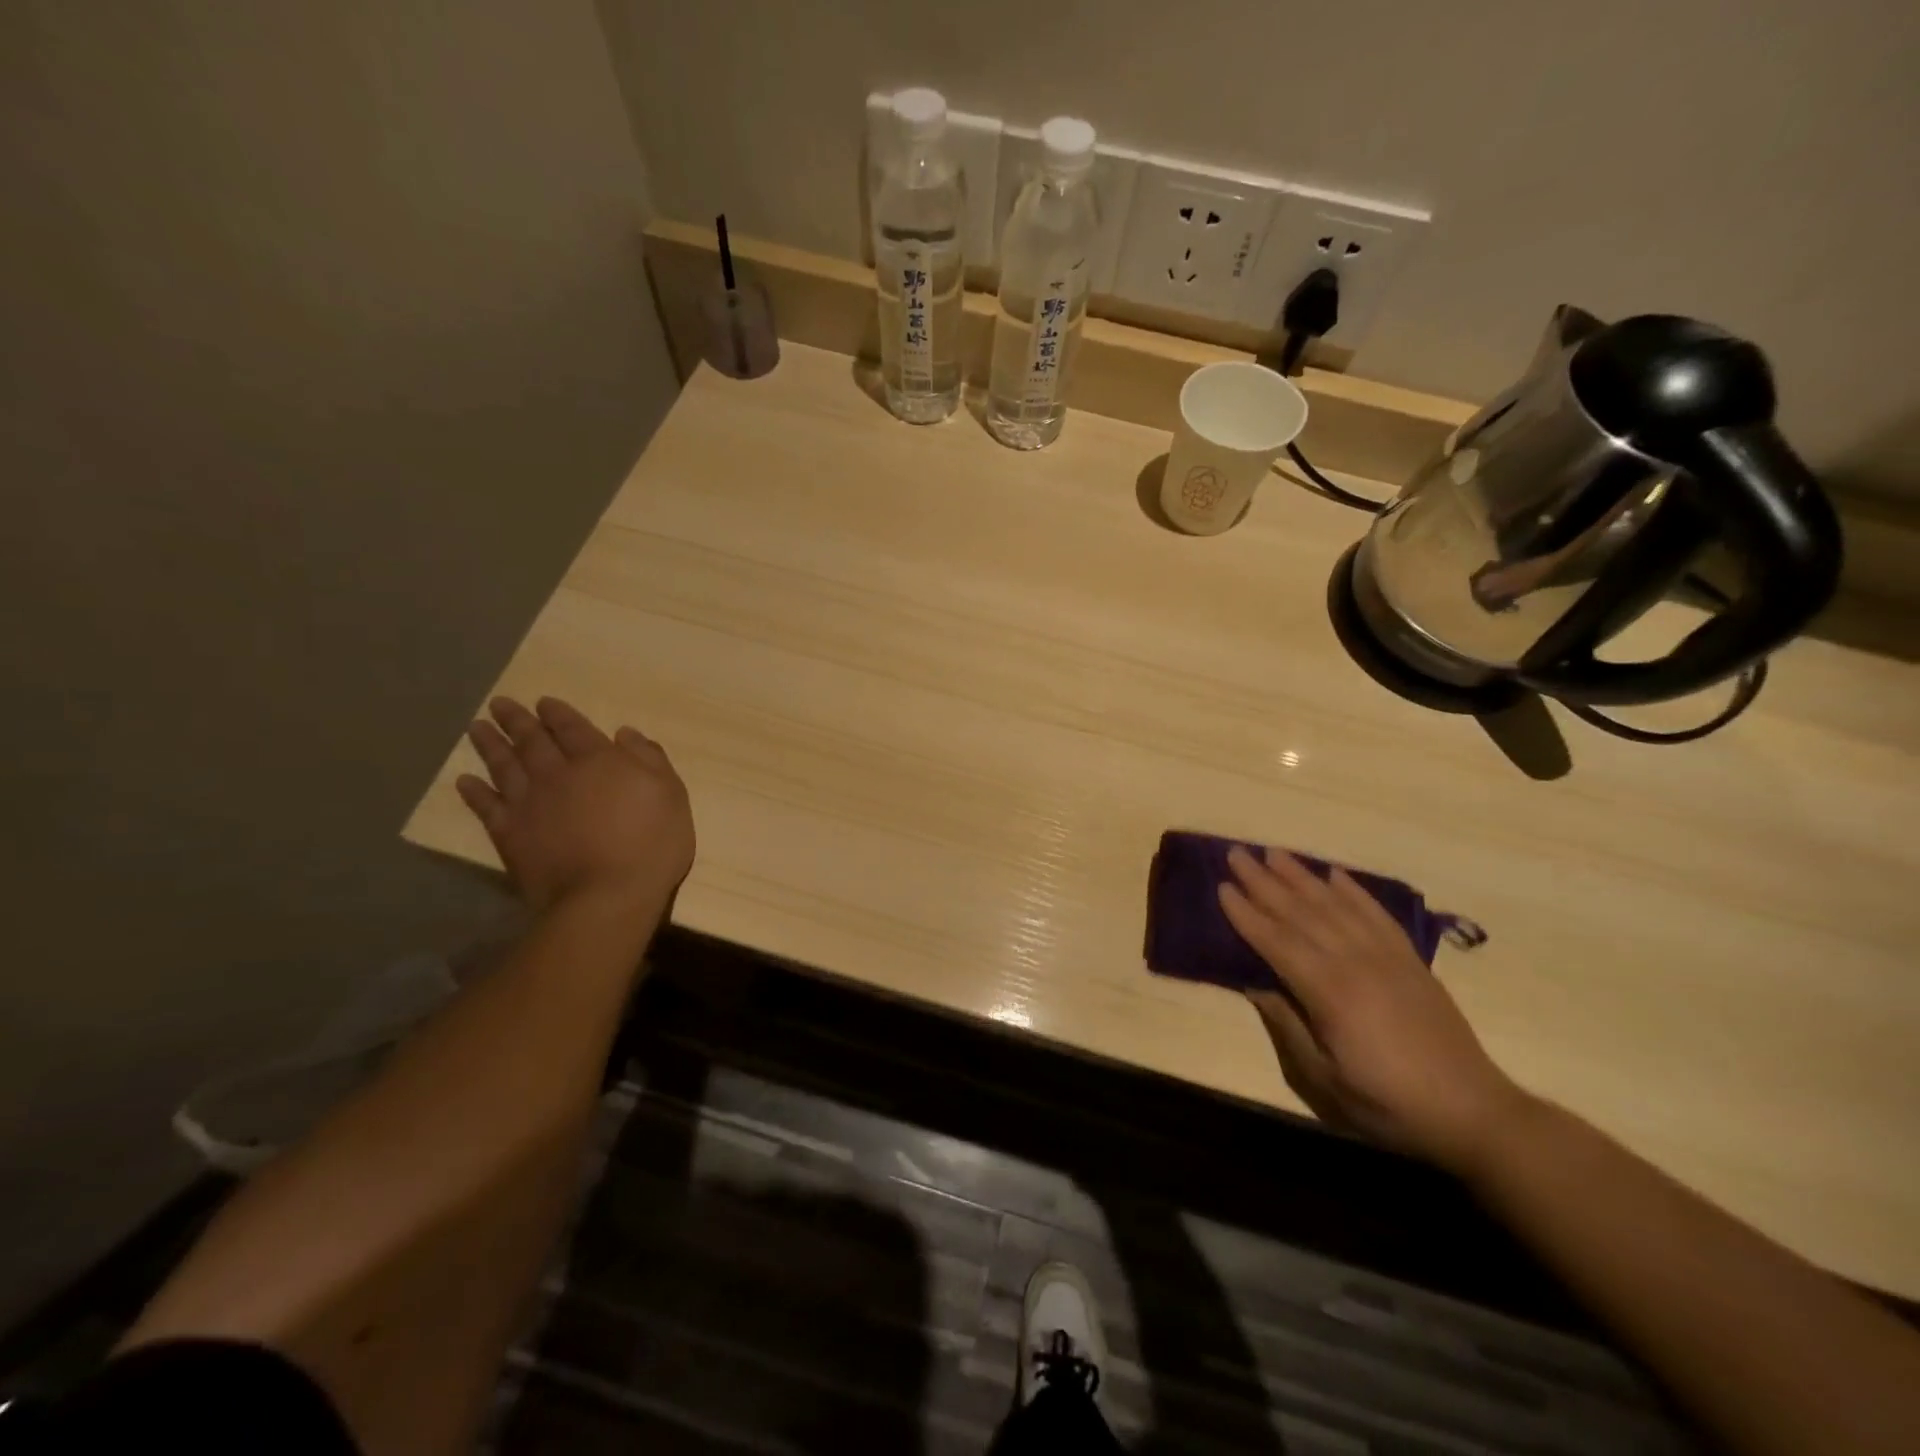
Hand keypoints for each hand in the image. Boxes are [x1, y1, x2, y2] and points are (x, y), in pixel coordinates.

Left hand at [456, 696, 693, 918]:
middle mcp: (558, 773)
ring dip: (490, 745)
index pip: (573, 728)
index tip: (543, 702)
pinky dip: (474, 792)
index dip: (557, 714)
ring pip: (504, 766)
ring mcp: (529, 803)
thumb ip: (649, 759)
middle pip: (533, 740)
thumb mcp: (671, 794)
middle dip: (517, 721)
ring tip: (476, 728)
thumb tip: (625, 733)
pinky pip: (486, 807)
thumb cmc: (651, 843)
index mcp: (599, 760)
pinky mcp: (510, 834)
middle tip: (499, 704)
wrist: (607, 895)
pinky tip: (464, 781)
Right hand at [1219, 846, 1526, 1172]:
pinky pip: (1376, 913)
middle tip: (1237, 854)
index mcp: (1329, 992)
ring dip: (1301, 876)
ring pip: (1335, 904)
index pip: (1276, 941)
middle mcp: (1355, 962)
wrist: (1472, 1111)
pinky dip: (1353, 890)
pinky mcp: (1410, 959)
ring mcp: (1386, 956)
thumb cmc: (1387, 1102)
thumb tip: (1253, 984)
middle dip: (1264, 882)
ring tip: (1273, 853)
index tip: (1221, 886)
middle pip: (1301, 912)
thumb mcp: (1324, 1079)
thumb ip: (1287, 1027)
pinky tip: (1334, 874)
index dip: (1246, 914)